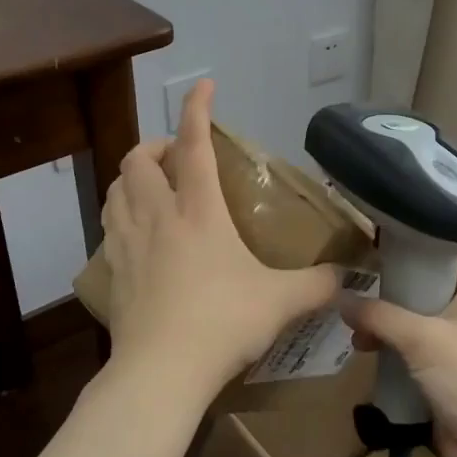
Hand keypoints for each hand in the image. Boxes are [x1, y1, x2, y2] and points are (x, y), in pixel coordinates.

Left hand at [100, 79, 340, 404]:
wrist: (160, 371)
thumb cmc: (222, 323)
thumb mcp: (281, 302)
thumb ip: (317, 285)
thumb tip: (346, 279)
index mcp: (198, 210)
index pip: (193, 143)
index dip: (197, 108)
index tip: (203, 85)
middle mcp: (157, 215)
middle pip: (139, 158)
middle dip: (155, 145)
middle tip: (176, 158)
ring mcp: (127, 242)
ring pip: (116, 187)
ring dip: (132, 176)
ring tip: (152, 187)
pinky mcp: (111, 269)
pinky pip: (109, 225)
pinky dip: (120, 213)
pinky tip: (137, 233)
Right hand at [340, 251, 456, 456]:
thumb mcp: (423, 338)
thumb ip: (379, 315)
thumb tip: (340, 299)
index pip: (445, 245)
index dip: (413, 237)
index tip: (374, 234)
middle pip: (423, 282)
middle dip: (388, 285)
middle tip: (351, 282)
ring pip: (414, 318)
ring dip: (385, 322)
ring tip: (354, 330)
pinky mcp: (446, 372)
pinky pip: (413, 349)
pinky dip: (391, 348)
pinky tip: (365, 352)